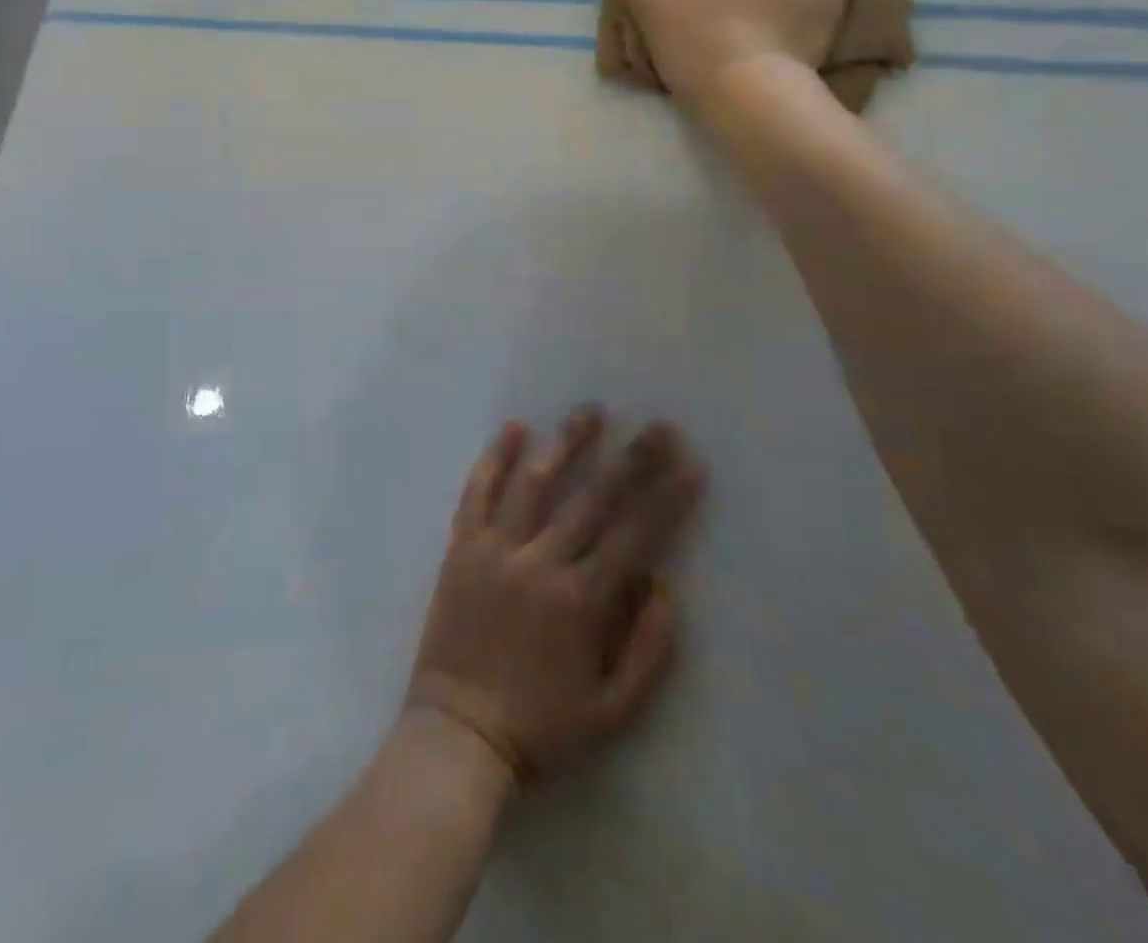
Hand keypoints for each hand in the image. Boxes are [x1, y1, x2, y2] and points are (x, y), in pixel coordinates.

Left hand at [405, 409, 702, 782]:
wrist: (457, 737)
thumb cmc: (540, 729)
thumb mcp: (612, 712)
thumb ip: (647, 650)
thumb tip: (663, 586)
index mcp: (580, 602)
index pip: (634, 535)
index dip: (666, 497)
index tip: (689, 463)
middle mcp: (539, 563)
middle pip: (592, 499)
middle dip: (631, 460)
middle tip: (658, 425)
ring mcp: (495, 550)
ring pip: (534, 483)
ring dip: (565, 443)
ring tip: (591, 412)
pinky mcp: (460, 548)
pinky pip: (477, 494)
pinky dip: (493, 459)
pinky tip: (511, 429)